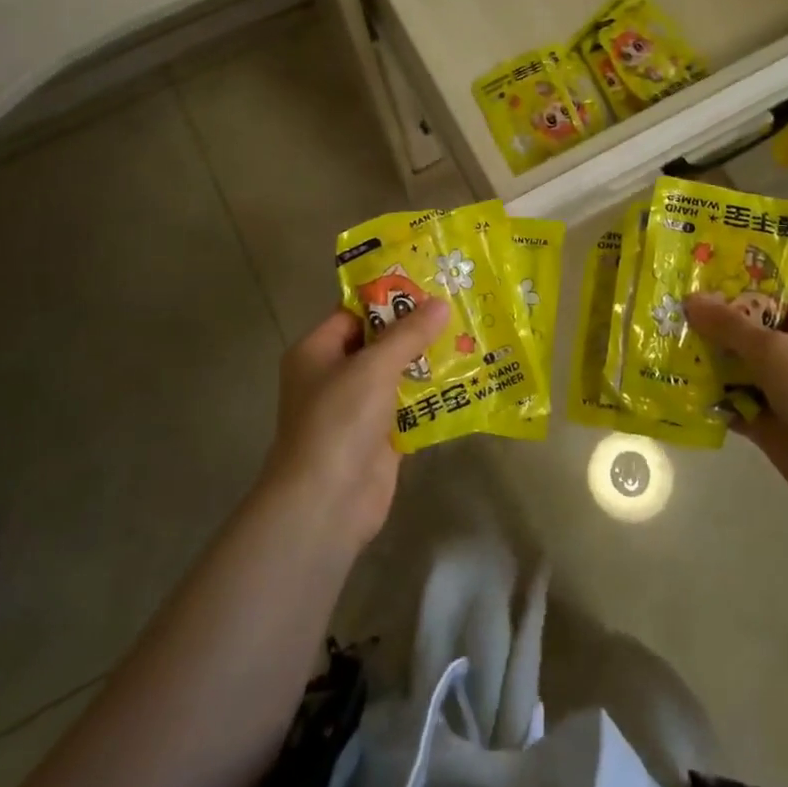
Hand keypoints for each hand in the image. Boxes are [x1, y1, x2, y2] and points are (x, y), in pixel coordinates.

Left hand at [256, 298, 450, 552]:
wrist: (327, 503)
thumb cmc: (339, 421)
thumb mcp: (374, 367)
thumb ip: (408, 333)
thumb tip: (440, 303)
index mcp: (317, 351)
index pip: (355, 312)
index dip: (389, 296)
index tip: (429, 283)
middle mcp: (333, 376)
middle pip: (378, 342)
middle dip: (415, 328)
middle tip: (457, 306)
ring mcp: (356, 409)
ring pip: (396, 375)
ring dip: (427, 361)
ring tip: (470, 336)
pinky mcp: (379, 438)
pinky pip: (408, 407)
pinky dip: (431, 396)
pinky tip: (466, 380)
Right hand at [684, 283, 787, 522]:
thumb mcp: (772, 349)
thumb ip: (728, 324)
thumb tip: (689, 298)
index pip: (768, 288)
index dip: (731, 281)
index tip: (689, 275)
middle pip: (746, 327)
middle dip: (708, 322)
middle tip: (662, 311)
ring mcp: (783, 386)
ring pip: (735, 365)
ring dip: (703, 360)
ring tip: (658, 347)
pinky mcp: (770, 420)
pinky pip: (732, 402)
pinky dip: (709, 399)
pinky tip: (673, 389)